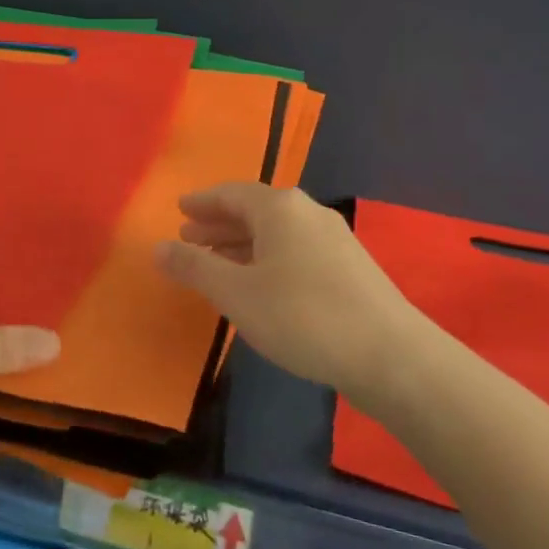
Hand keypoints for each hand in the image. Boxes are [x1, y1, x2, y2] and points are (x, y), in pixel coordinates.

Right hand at [156, 183, 416, 395]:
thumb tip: (157, 247)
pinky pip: (296, 250)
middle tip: (190, 237)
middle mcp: (308, 212)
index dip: (202, 202)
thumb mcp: (236, 293)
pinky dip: (268, 258)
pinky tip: (261, 284)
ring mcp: (334, 238)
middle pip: (255, 210)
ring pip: (277, 233)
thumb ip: (194, 268)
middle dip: (220, 224)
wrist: (390, 354)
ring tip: (218, 262)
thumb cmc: (302, 316)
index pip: (231, 194)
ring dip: (243, 244)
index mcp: (280, 208)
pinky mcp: (350, 267)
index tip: (180, 209)